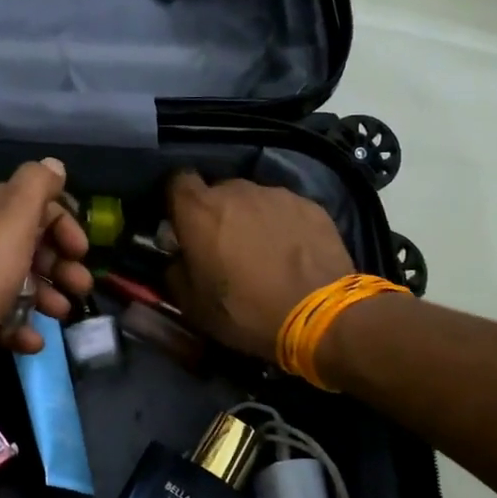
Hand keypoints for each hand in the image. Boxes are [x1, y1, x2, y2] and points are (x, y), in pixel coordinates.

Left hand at [0, 158, 93, 404]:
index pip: (32, 205)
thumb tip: (54, 165)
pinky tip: (34, 339)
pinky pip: (3, 319)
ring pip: (19, 284)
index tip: (81, 251)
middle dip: (59, 265)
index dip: (62, 224)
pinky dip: (23, 327)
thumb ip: (37, 185)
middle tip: (80, 285)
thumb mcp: (14, 214)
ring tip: (61, 313)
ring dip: (47, 297)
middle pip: (28, 246)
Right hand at [165, 171, 354, 359]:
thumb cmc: (246, 311)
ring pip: (252, 199)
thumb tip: (177, 258)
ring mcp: (276, 194)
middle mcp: (236, 190)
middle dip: (215, 213)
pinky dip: (281, 224)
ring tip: (262, 250)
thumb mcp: (193, 306)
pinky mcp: (309, 204)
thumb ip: (174, 272)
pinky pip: (283, 208)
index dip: (177, 201)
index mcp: (200, 211)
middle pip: (217, 190)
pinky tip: (291, 252)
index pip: (176, 181)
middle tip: (223, 246)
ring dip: (249, 217)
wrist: (321, 316)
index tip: (182, 224)